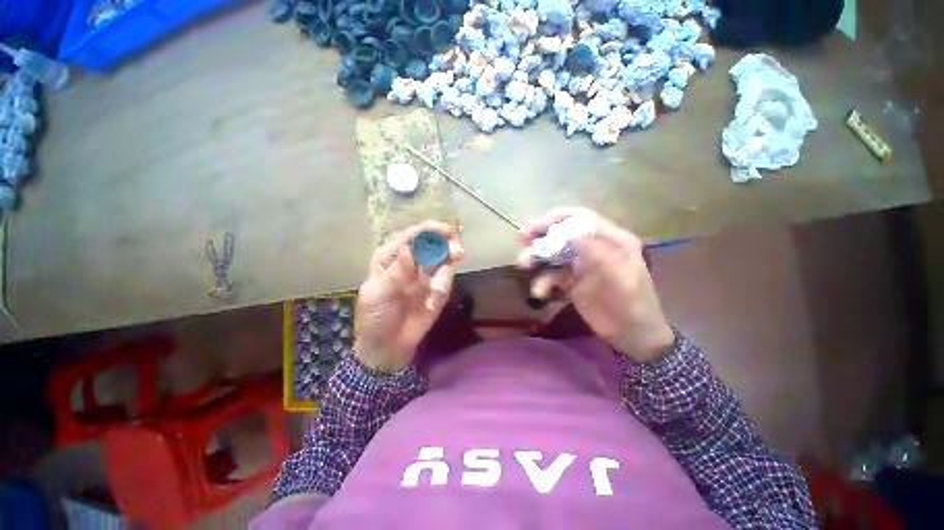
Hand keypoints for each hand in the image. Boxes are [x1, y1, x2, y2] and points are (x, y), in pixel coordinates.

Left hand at [354, 221, 464, 372]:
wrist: (388, 346)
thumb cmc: (375, 317)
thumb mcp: (378, 295)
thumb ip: (395, 273)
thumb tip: (408, 249)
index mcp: (391, 256)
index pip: (411, 236)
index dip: (429, 230)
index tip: (446, 231)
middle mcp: (412, 261)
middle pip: (433, 243)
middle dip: (446, 245)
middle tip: (457, 252)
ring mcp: (426, 275)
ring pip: (444, 260)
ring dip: (447, 270)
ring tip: (437, 291)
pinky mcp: (437, 289)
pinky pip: (446, 281)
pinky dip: (442, 289)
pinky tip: (432, 303)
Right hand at [518, 208, 673, 362]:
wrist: (632, 335)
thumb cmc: (632, 303)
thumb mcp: (619, 274)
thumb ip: (596, 251)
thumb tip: (569, 234)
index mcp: (611, 240)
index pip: (582, 219)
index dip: (560, 218)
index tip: (539, 225)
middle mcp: (593, 249)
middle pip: (563, 235)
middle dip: (543, 235)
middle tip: (524, 238)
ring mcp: (580, 266)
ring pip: (554, 254)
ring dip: (537, 257)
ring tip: (524, 263)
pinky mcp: (571, 283)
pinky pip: (552, 276)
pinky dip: (543, 281)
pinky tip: (539, 291)